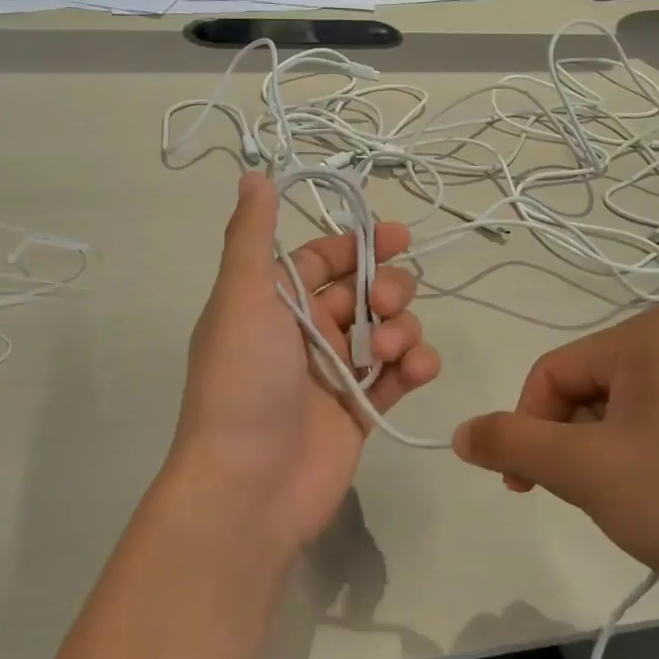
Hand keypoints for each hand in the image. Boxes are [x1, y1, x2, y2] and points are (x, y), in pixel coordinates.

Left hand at [168, 173, 441, 554]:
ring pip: (387, 331)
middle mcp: (304, 334)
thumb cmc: (244, 381)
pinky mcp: (362, 411)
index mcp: (272, 303)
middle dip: (386, 287)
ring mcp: (335, 374)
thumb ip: (252, 236)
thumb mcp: (243, 296)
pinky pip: (400, 376)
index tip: (397, 235)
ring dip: (401, 329)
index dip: (356, 244)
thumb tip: (253, 175)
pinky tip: (415, 370)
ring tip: (389, 353)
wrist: (249, 484)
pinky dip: (416, 366)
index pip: (320, 259)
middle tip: (388, 301)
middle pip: (362, 292)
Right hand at [451, 306, 658, 611]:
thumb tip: (460, 432)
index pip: (551, 373)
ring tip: (630, 504)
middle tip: (585, 498)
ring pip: (624, 413)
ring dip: (604, 457)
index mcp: (648, 334)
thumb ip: (510, 443)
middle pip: (588, 390)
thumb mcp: (583, 470)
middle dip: (570, 446)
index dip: (526, 429)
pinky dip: (645, 462)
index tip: (524, 487)